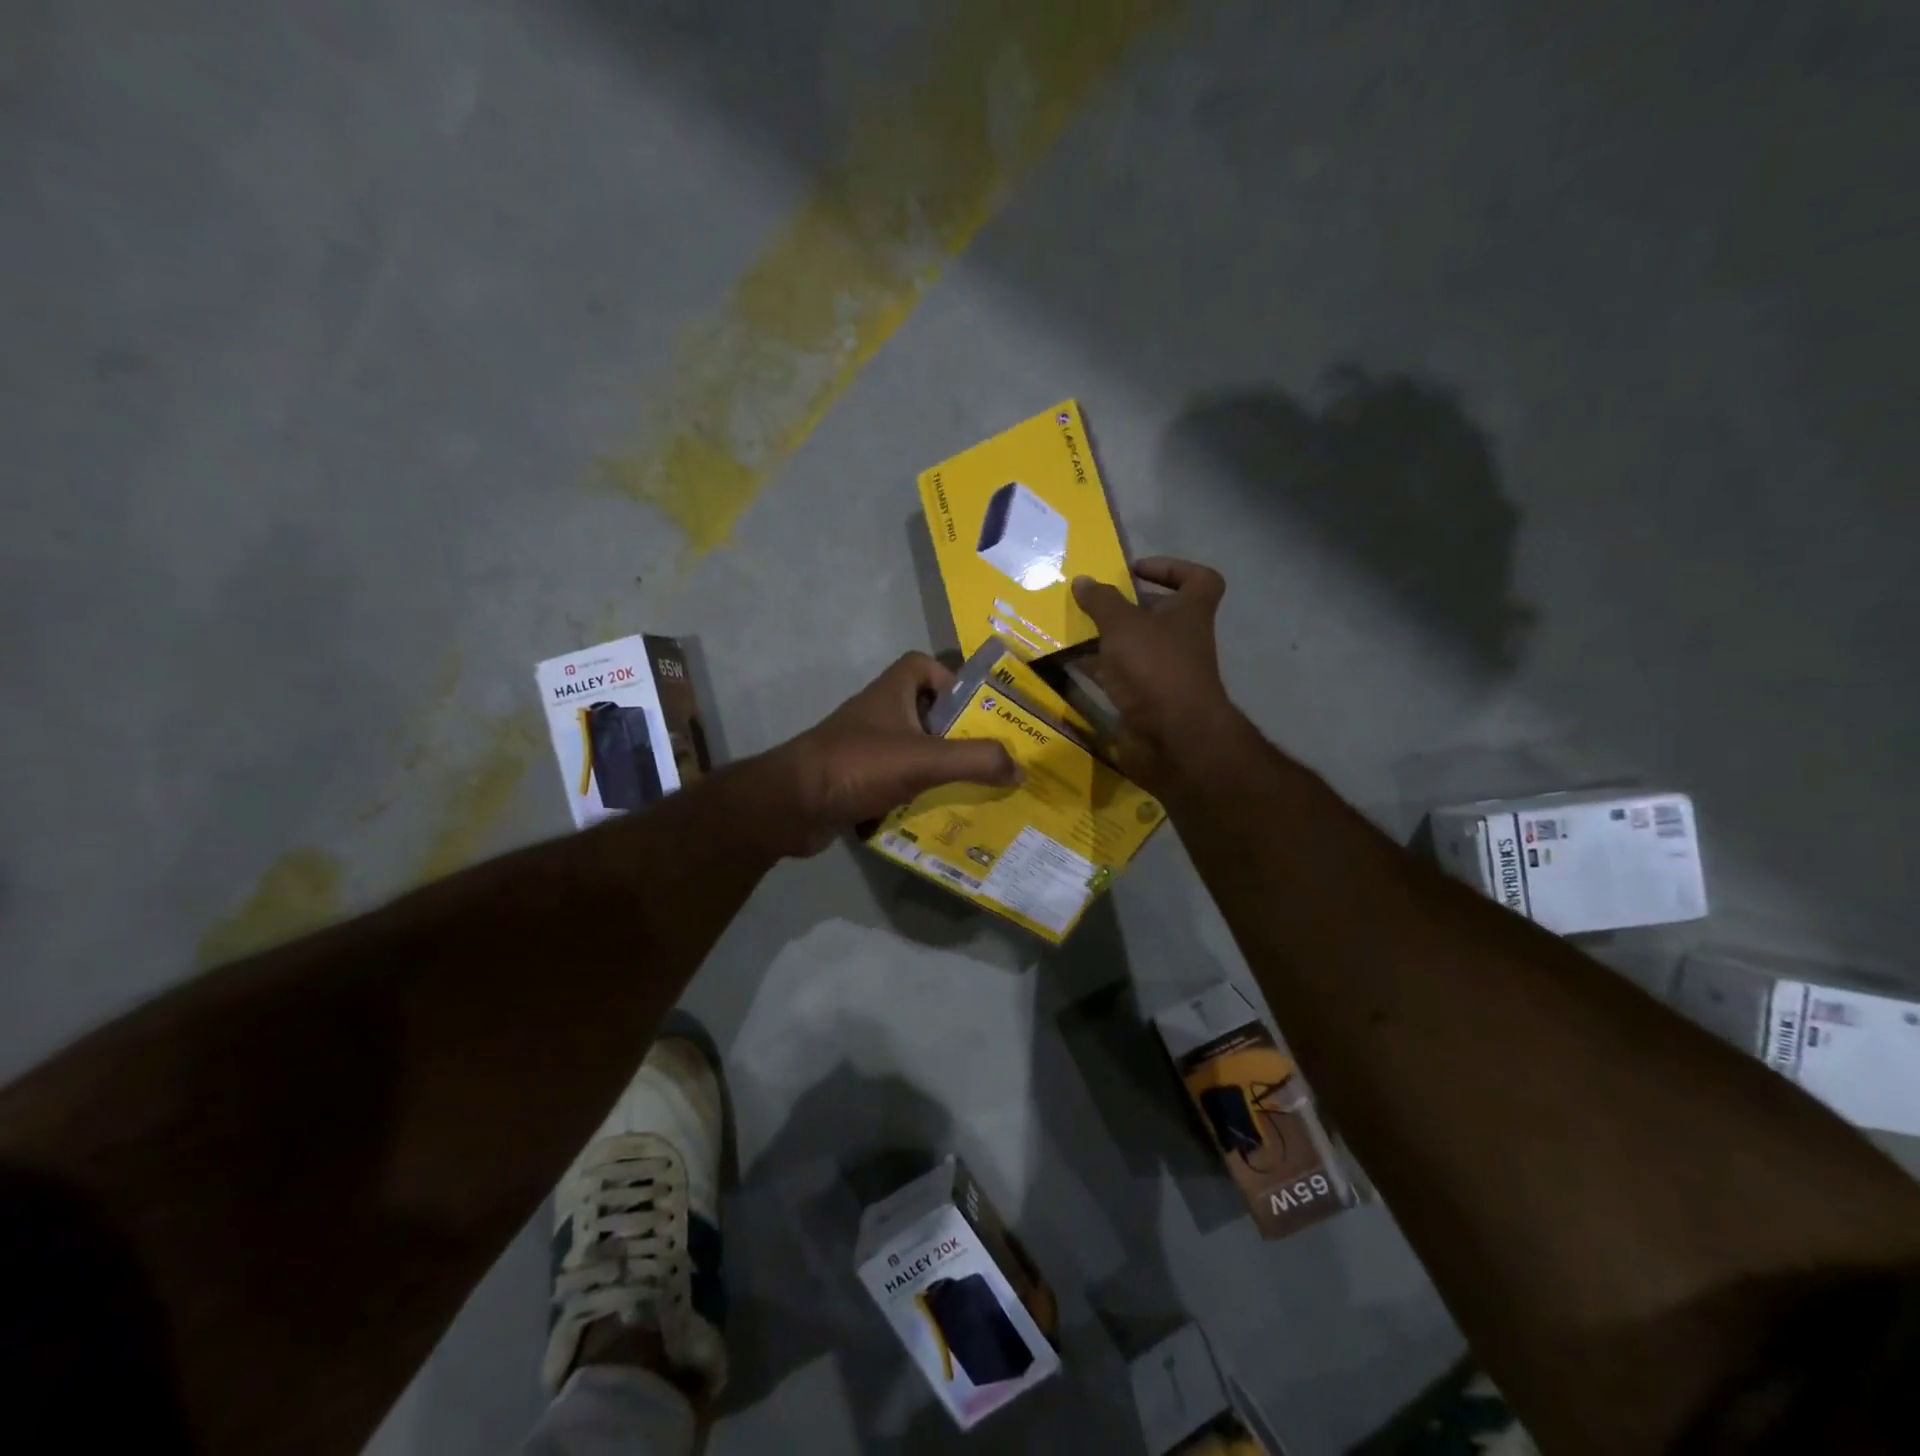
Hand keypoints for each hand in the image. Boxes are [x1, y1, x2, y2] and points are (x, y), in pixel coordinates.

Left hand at [767, 652, 1020, 854]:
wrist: (791, 805)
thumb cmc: (858, 765)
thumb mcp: (925, 759)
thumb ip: (976, 761)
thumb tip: (1021, 769)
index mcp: (892, 693)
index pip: (922, 666)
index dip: (952, 681)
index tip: (977, 710)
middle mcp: (878, 716)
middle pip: (925, 714)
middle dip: (956, 735)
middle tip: (991, 759)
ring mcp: (864, 750)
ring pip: (912, 753)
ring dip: (939, 770)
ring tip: (975, 791)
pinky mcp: (856, 782)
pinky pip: (896, 784)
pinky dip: (915, 798)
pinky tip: (939, 818)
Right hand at [1071, 558, 1237, 791]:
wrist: (1173, 738)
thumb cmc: (1156, 668)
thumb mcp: (1123, 625)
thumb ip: (1102, 601)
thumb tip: (1083, 580)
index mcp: (1191, 613)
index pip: (1199, 579)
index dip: (1172, 568)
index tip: (1136, 571)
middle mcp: (1183, 641)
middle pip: (1159, 615)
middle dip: (1127, 608)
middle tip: (1093, 602)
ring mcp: (1166, 673)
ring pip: (1135, 648)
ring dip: (1107, 640)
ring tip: (1072, 630)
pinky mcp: (1147, 701)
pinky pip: (1120, 678)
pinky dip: (1098, 671)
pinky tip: (1069, 665)